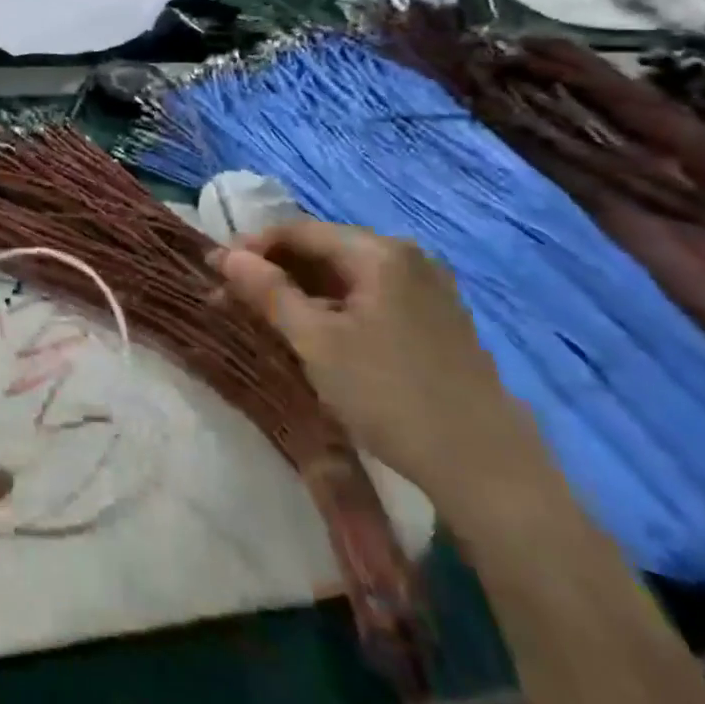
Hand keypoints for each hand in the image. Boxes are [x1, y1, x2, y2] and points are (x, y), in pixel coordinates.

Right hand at [212, 219, 541, 518]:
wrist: (490, 473)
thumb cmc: (391, 395)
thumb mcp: (316, 341)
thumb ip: (267, 291)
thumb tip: (224, 256)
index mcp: (378, 251)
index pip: (297, 230)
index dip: (250, 247)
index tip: (214, 271)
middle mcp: (406, 258)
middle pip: (322, 250)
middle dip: (273, 272)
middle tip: (232, 298)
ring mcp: (428, 290)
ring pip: (345, 277)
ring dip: (301, 293)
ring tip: (265, 319)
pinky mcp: (437, 322)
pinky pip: (370, 299)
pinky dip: (334, 309)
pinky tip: (315, 336)